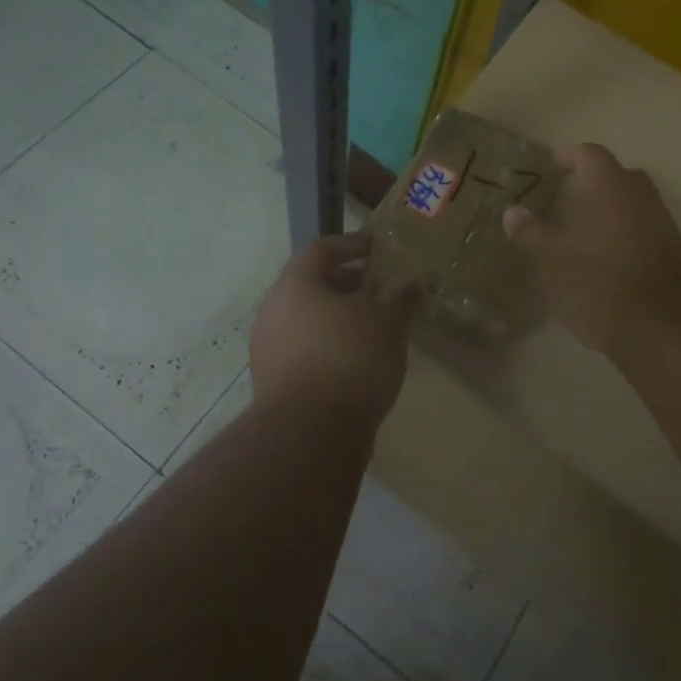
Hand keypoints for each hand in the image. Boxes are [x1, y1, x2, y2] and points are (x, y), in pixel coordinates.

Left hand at [250, 231, 418, 429]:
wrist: (309, 436)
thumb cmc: (349, 360)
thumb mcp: (387, 322)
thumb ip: (401, 296)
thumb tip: (412, 282)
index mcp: (296, 285)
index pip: (322, 249)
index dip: (352, 244)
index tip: (378, 248)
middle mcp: (274, 311)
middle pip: (313, 284)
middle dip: (349, 283)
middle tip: (381, 288)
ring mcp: (269, 349)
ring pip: (309, 319)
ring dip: (340, 317)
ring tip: (376, 327)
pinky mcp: (275, 383)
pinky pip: (305, 349)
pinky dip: (331, 345)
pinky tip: (359, 361)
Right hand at [502, 143, 680, 357]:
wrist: (659, 324)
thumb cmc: (596, 279)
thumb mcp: (550, 258)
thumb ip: (529, 231)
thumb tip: (512, 212)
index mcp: (609, 183)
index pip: (587, 152)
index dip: (566, 157)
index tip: (547, 171)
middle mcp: (639, 192)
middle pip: (612, 175)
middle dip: (587, 185)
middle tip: (560, 202)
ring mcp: (661, 220)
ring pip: (629, 202)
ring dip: (606, 211)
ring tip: (577, 233)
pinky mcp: (672, 248)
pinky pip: (641, 227)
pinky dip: (621, 233)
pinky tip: (601, 258)